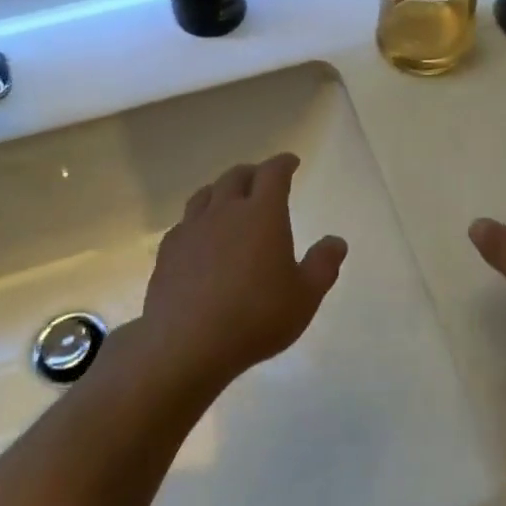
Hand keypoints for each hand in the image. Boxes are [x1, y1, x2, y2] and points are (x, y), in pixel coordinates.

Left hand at [142, 153, 346, 387]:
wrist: (187, 343)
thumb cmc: (256, 316)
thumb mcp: (305, 296)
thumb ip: (323, 265)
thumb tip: (336, 241)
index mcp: (263, 213)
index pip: (273, 173)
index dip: (283, 163)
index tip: (291, 162)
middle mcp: (225, 211)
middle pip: (236, 176)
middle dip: (252, 173)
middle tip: (261, 179)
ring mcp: (192, 229)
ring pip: (205, 194)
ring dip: (221, 190)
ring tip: (228, 198)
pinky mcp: (169, 251)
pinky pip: (185, 222)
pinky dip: (198, 219)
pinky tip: (200, 235)